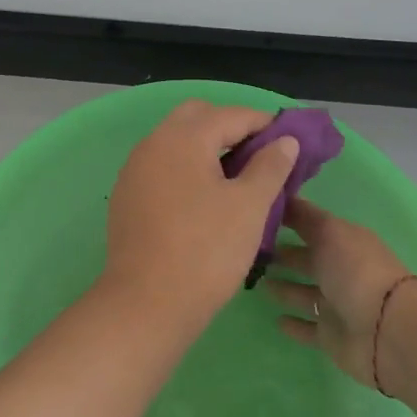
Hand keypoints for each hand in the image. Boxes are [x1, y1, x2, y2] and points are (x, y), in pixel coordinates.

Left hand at [101, 100, 299, 330]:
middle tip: (260, 156)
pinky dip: (186, 168)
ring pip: (175, 141)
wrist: (146, 302)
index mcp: (183, 138)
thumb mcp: (250, 207)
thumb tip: (284, 140)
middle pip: (197, 117)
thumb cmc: (205, 251)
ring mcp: (134, 169)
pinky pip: (162, 166)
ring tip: (237, 178)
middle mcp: (153, 143)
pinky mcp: (127, 195)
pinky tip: (205, 198)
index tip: (290, 141)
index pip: (230, 114)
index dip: (264, 123)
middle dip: (230, 128)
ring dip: (206, 147)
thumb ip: (270, 167)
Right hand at [262, 197, 416, 387]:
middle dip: (283, 255)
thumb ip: (304, 216)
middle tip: (250, 252)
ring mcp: (337, 306)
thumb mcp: (329, 232)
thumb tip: (281, 195)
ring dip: (284, 288)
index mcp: (345, 243)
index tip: (257, 215)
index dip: (288, 220)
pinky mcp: (332, 337)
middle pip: (307, 261)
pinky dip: (294, 325)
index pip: (312, 226)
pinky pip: (308, 328)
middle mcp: (342, 272)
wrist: (387, 331)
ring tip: (257, 282)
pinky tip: (275, 320)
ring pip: (304, 294)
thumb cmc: (356, 272)